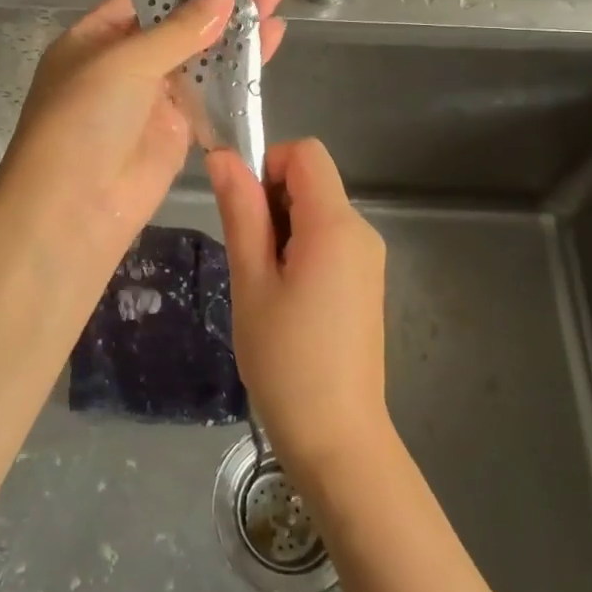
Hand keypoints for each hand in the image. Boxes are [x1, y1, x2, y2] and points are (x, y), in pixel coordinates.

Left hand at [0, 0, 288, 275]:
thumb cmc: (82, 121)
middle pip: (182, 19)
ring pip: (205, 52)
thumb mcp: (123, 63)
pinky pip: (217, 89)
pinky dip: (244, 65)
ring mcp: (156, 96)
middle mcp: (127, 62)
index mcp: (97, 37)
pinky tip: (273, 36)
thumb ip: (178, 30)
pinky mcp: (181, 127)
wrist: (73, 210)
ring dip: (240, 23)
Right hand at [208, 138, 389, 487]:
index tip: (246, 215)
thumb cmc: (285, 359)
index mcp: (336, 225)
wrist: (337, 438)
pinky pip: (329, 241)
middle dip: (272, 204)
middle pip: (311, 182)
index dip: (268, 167)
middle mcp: (362, 231)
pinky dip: (301, 252)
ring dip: (283, 232)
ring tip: (267, 289)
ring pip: (317, 212)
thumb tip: (224, 156)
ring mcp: (368, 259)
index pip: (306, 153)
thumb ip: (241, 212)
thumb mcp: (251, 280)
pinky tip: (287, 302)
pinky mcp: (366, 282)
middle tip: (251, 263)